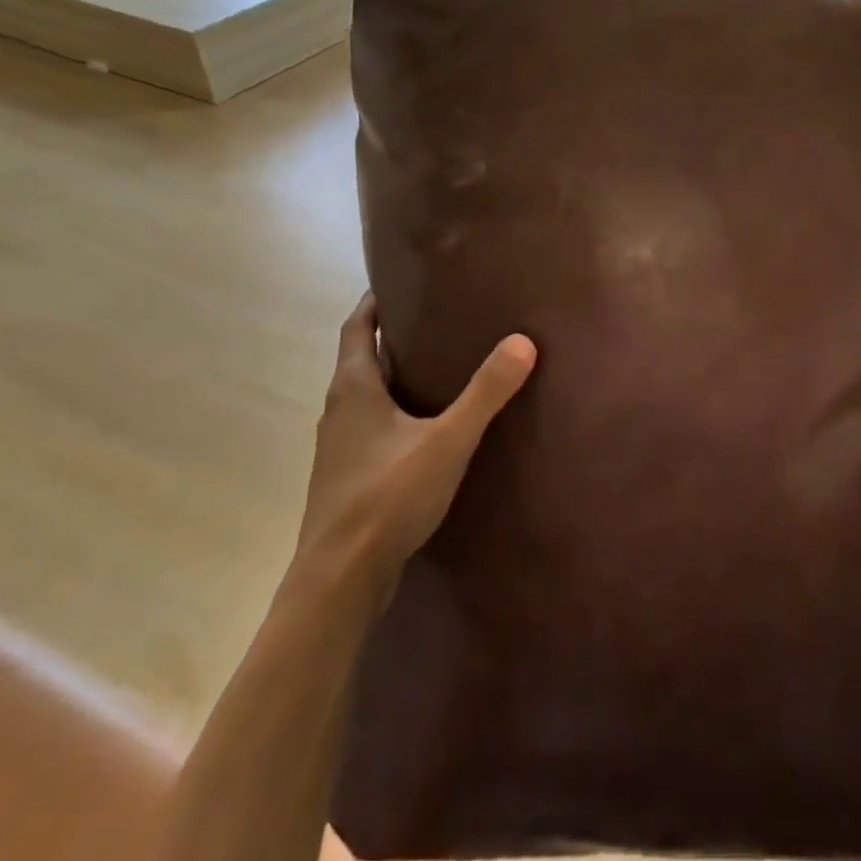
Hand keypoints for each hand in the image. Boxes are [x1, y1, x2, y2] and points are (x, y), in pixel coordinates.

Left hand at [298, 293, 535, 587]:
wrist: (339, 579)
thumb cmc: (387, 497)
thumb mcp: (447, 440)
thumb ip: (485, 392)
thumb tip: (522, 341)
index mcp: (353, 389)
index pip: (357, 327)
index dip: (374, 302)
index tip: (398, 281)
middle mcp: (338, 411)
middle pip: (360, 359)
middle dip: (391, 336)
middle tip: (435, 319)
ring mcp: (339, 449)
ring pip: (365, 397)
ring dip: (392, 377)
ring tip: (436, 368)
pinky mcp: (347, 479)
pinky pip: (371, 429)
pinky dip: (394, 413)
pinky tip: (425, 430)